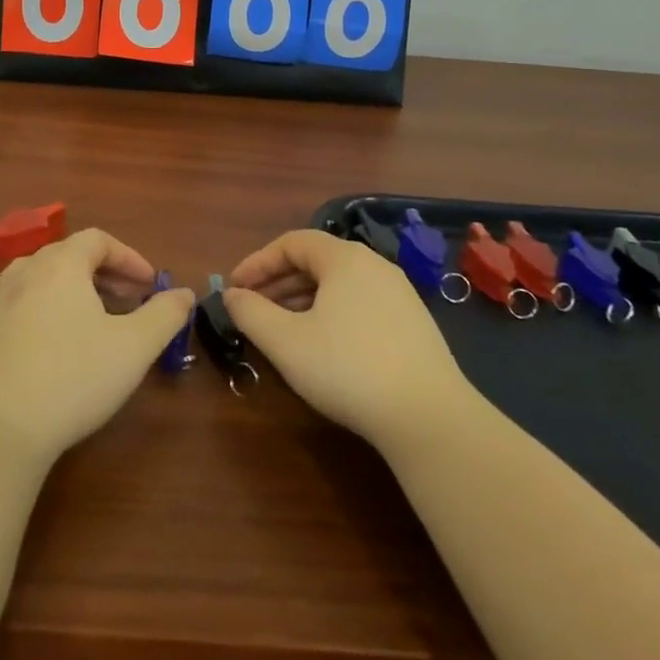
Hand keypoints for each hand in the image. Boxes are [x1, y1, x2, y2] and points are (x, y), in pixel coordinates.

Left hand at [0, 229, 194, 463]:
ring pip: (38, 276)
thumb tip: (185, 293)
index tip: (150, 284)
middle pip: (68, 255)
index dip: (129, 257)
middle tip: (128, 301)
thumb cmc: (73, 378)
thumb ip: (164, 315)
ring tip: (88, 317)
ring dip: (68, 288)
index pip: (98, 240)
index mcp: (61, 264)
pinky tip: (41, 331)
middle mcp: (24, 270)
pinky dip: (34, 305)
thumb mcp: (134, 348)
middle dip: (103, 273)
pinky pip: (10, 300)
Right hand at [225, 229, 476, 449]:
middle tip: (253, 309)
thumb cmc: (348, 368)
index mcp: (345, 258)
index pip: (292, 242)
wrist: (429, 417)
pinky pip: (360, 303)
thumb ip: (250, 312)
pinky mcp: (414, 323)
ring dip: (303, 299)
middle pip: (316, 260)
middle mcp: (374, 265)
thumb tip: (231, 295)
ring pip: (339, 284)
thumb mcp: (285, 342)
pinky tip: (323, 346)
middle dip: (278, 282)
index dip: (257, 262)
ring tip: (282, 329)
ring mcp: (400, 293)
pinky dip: (331, 313)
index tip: (234, 289)